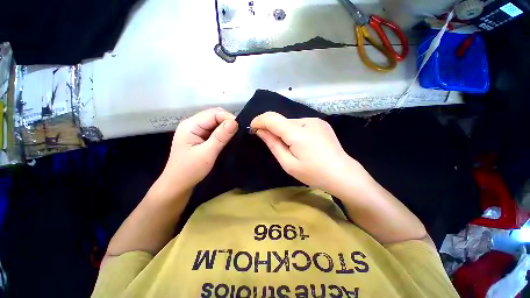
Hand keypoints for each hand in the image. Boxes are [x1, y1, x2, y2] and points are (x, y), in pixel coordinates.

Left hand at [153, 108, 237, 198]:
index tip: (240, 128)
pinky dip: (222, 132)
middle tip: (238, 133)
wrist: (178, 185)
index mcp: (190, 125)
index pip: (213, 114)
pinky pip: (214, 129)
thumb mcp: (207, 154)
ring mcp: (195, 130)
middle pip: (214, 115)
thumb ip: (221, 137)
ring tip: (235, 135)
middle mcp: (192, 124)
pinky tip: (228, 138)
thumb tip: (235, 122)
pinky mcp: (199, 136)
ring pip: (215, 122)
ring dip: (226, 127)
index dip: (228, 118)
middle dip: (228, 122)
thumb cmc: (190, 170)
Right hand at [250, 112, 366, 192]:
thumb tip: (261, 131)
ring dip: (284, 131)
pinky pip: (300, 124)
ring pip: (291, 122)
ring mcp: (316, 120)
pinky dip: (294, 131)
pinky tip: (301, 144)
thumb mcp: (289, 164)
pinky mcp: (321, 123)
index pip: (272, 118)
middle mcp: (307, 121)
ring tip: (291, 147)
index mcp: (298, 132)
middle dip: (272, 129)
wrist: (343, 174)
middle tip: (271, 143)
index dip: (259, 120)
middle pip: (281, 120)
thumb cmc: (314, 173)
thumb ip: (273, 144)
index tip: (252, 128)